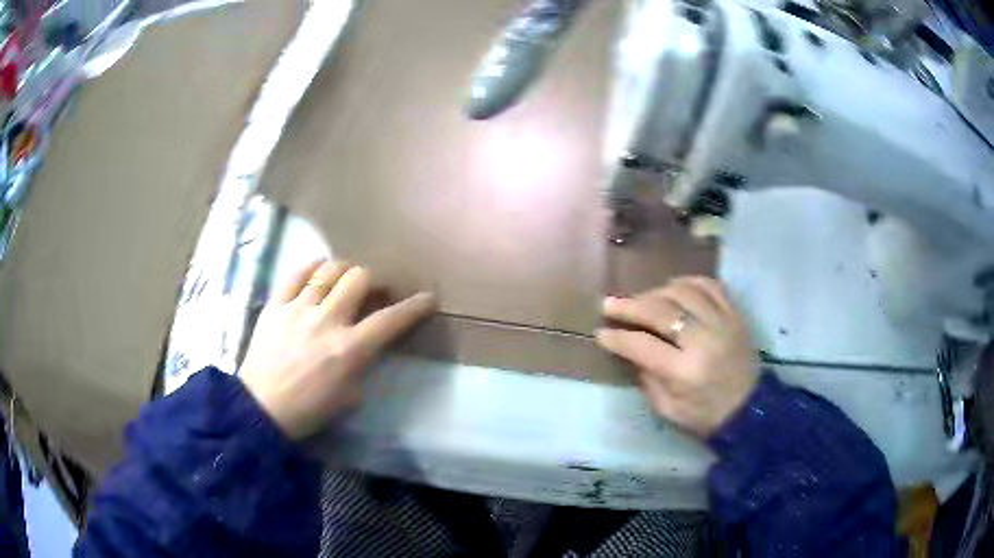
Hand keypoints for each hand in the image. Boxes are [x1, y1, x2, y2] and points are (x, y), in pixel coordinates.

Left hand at [240, 260, 435, 439]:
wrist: (261, 409)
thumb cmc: (309, 410)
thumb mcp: (350, 397)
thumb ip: (362, 365)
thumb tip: (365, 346)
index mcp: (349, 349)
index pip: (390, 319)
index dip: (414, 306)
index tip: (427, 297)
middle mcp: (327, 320)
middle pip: (359, 278)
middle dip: (375, 279)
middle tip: (375, 289)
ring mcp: (298, 309)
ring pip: (329, 270)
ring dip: (345, 270)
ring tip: (346, 278)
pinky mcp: (275, 305)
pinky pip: (296, 275)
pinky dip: (312, 268)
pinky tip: (318, 271)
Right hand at [595, 277, 758, 437]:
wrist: (750, 409)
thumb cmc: (705, 416)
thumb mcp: (668, 409)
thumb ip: (646, 379)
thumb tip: (630, 350)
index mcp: (685, 371)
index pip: (643, 345)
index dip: (618, 337)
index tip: (601, 332)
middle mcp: (704, 341)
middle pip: (661, 311)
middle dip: (630, 306)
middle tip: (609, 303)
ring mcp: (723, 322)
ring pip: (683, 292)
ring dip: (656, 291)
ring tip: (641, 298)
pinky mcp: (735, 314)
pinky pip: (710, 285)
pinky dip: (688, 282)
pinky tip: (673, 287)